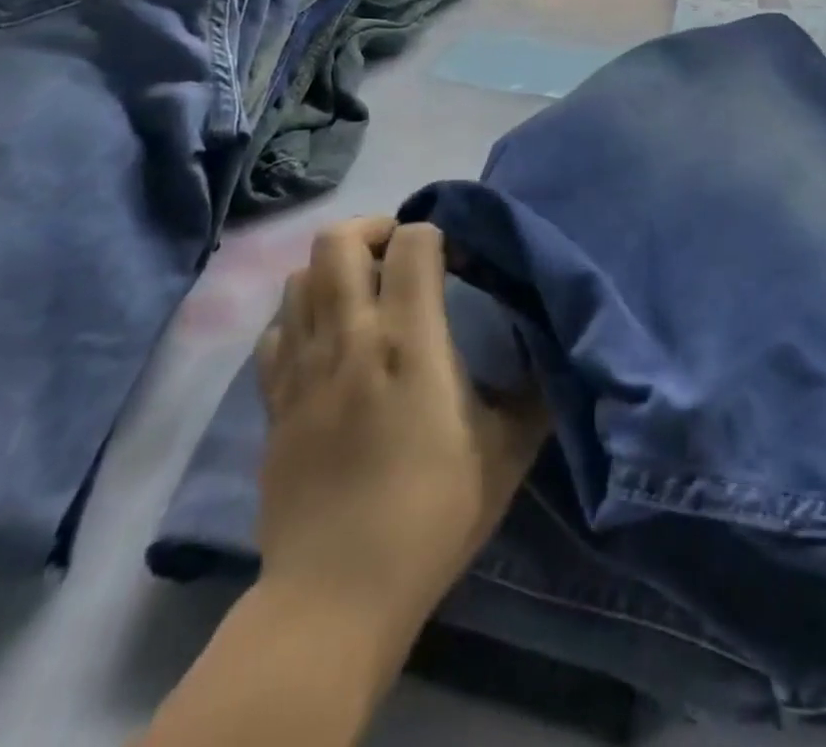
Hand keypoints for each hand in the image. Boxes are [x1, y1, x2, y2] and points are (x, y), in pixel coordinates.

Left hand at [254, 218, 550, 628]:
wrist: (337, 595)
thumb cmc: (432, 514)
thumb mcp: (506, 453)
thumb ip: (534, 395)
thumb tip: (554, 361)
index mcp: (409, 340)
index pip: (412, 242)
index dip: (436, 235)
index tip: (456, 260)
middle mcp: (349, 337)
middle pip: (337, 241)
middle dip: (373, 230)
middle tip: (401, 256)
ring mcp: (302, 368)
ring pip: (299, 278)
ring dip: (335, 270)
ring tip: (366, 293)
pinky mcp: (272, 403)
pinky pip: (276, 330)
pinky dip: (302, 315)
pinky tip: (328, 340)